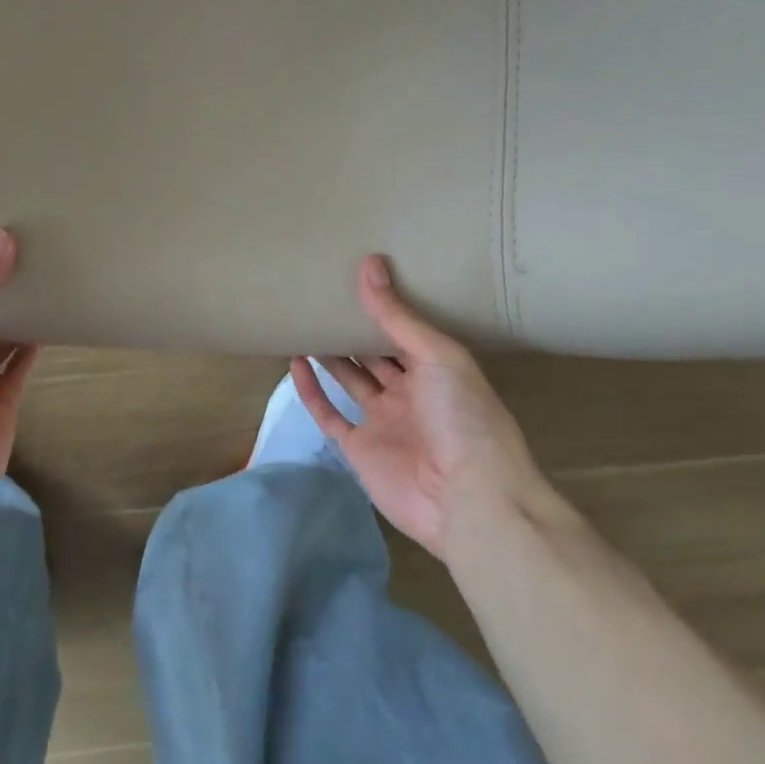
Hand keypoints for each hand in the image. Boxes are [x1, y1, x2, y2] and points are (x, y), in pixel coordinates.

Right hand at [292, 255, 560, 559]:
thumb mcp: (437, 356)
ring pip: (350, 380)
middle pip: (374, 354)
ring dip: (329, 355)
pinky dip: (312, 391)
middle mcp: (409, 393)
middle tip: (322, 294)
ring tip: (304, 321)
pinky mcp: (360, 450)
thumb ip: (398, 315)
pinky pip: (329, 415)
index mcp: (436, 369)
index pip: (404, 330)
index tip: (355, 274)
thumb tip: (369, 262)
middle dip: (352, 328)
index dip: (383, 305)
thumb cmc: (463, 417)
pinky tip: (295, 363)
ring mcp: (383, 422)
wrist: (469, 501)